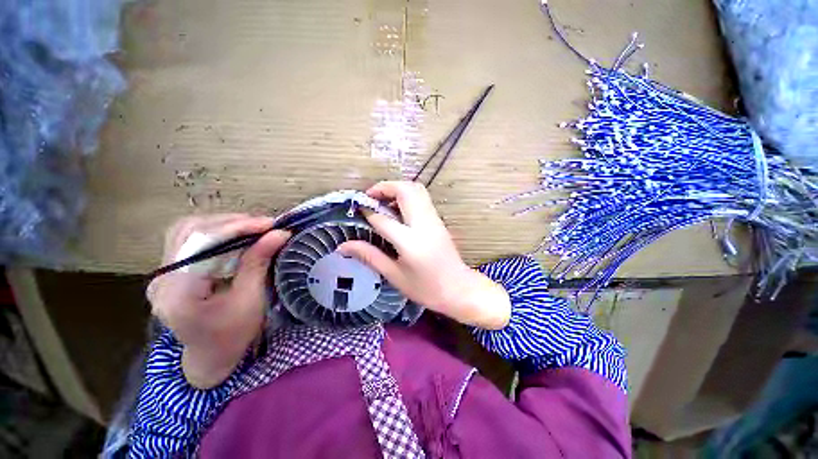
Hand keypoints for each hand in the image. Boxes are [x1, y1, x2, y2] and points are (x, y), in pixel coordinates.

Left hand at [147, 214, 289, 388]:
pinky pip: (187, 239)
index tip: (270, 224)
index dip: (237, 228)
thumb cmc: (233, 334)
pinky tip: (234, 235)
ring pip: (186, 230)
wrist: (210, 356)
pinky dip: (213, 232)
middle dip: (231, 223)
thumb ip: (259, 262)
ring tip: (252, 227)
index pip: (203, 244)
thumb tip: (279, 233)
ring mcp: (160, 274)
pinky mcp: (168, 271)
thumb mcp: (251, 299)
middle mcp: (161, 279)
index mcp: (179, 293)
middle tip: (264, 225)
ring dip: (222, 224)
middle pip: (190, 231)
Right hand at [338, 181, 509, 329]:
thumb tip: (344, 246)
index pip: (383, 219)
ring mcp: (434, 219)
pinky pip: (422, 198)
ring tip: (382, 201)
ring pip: (416, 190)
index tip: (356, 211)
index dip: (367, 212)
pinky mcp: (438, 220)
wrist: (459, 289)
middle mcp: (423, 224)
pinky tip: (397, 209)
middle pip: (405, 191)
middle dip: (384, 187)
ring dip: (397, 189)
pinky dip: (407, 195)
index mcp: (410, 242)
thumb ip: (370, 256)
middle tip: (370, 197)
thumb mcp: (394, 275)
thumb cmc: (426, 288)